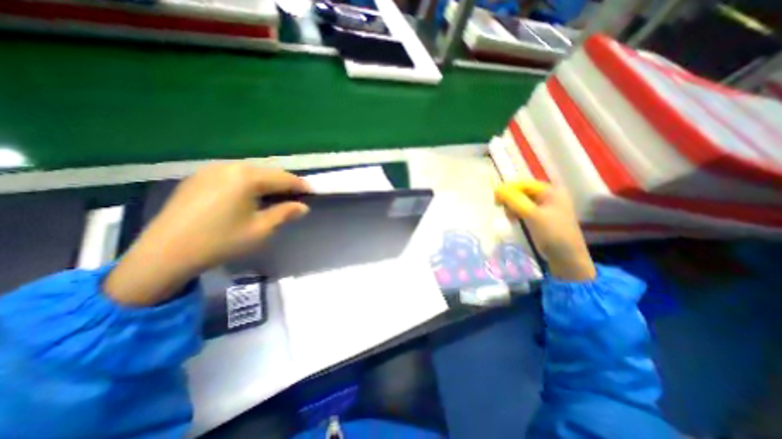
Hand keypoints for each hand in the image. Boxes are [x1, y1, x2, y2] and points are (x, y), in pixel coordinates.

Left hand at [104, 163, 311, 304]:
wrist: (165, 254)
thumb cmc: (221, 241)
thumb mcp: (260, 229)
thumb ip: (285, 213)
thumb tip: (303, 207)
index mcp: (246, 177)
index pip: (283, 178)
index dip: (299, 185)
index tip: (312, 191)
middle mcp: (229, 166)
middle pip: (266, 171)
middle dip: (284, 182)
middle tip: (295, 195)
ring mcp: (210, 170)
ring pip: (249, 171)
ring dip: (266, 181)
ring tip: (275, 195)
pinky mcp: (198, 177)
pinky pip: (232, 174)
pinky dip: (247, 182)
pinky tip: (248, 195)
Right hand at [497, 181, 596, 280]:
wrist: (566, 257)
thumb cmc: (552, 233)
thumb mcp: (532, 215)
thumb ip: (514, 200)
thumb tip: (497, 189)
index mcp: (551, 191)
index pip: (524, 184)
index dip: (508, 189)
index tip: (495, 199)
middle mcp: (549, 196)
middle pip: (522, 192)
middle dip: (511, 200)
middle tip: (502, 209)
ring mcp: (545, 207)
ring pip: (522, 202)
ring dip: (512, 207)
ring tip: (510, 217)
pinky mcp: (541, 218)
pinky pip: (524, 210)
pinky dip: (517, 213)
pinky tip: (514, 220)